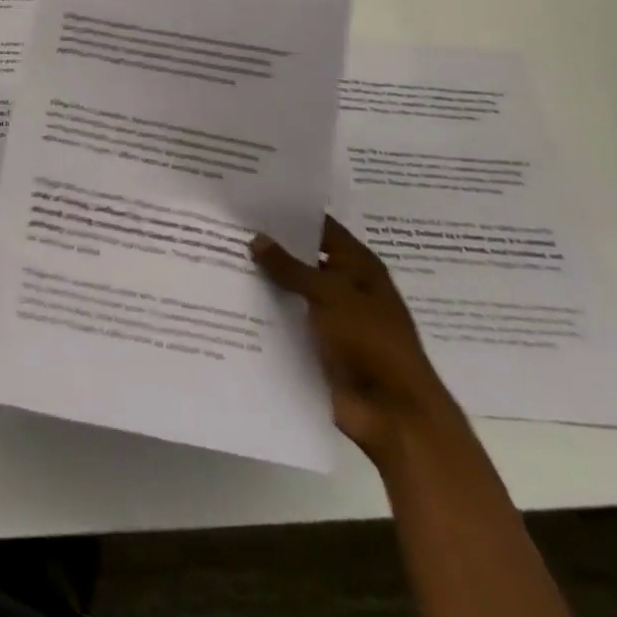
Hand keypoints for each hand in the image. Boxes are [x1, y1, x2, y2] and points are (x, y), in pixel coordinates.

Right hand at [252, 216, 457, 466]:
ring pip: (293, 292)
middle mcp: (346, 287)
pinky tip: (232, 301)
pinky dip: (268, 314)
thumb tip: (256, 238)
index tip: (252, 202)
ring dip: (266, 282)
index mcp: (360, 266)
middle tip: (227, 229)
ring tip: (221, 260)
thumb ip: (290, 267)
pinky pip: (289, 323)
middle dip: (272, 248)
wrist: (394, 415)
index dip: (291, 215)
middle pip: (304, 259)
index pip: (321, 228)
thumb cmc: (370, 341)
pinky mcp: (319, 347)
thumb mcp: (329, 294)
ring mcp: (332, 319)